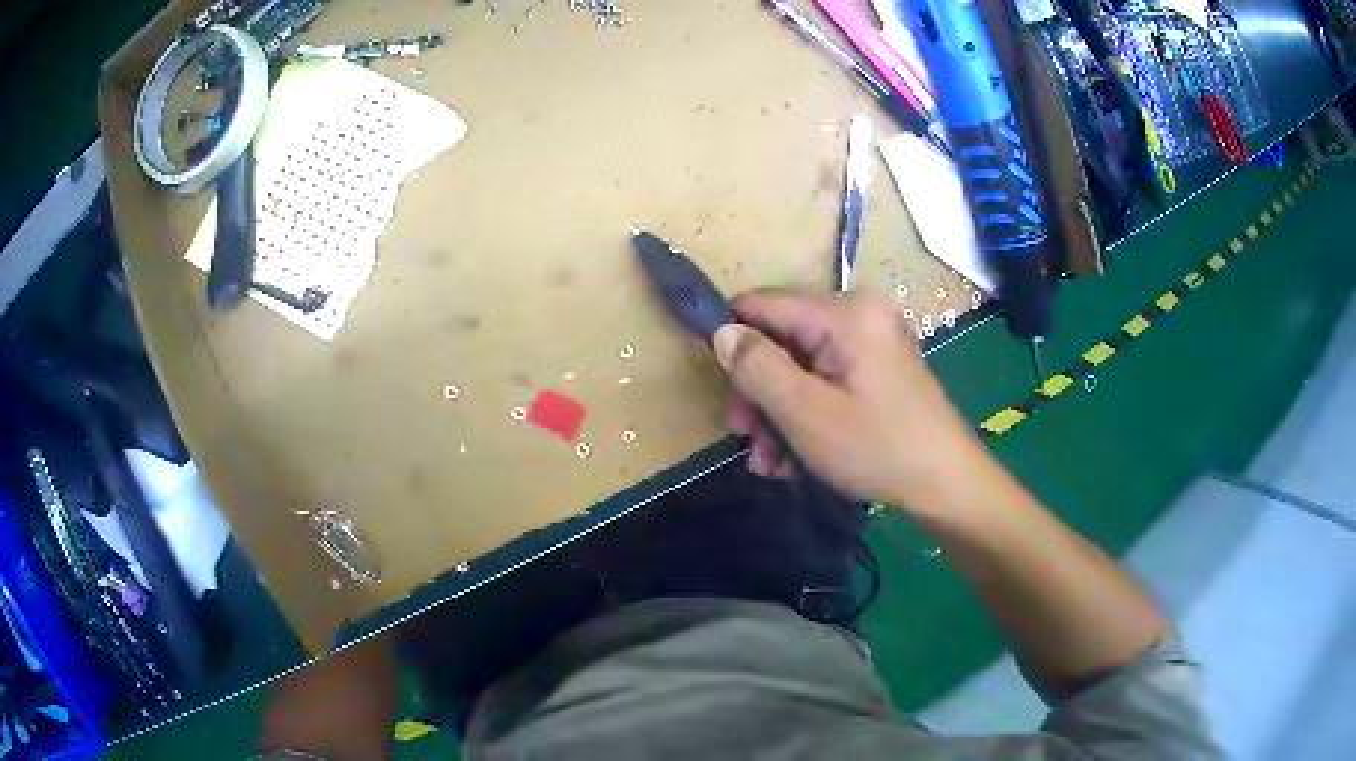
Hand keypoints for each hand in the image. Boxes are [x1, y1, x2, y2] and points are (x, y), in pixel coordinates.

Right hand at [713, 289, 985, 511]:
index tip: (717, 386)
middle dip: (758, 391)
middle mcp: (859, 316)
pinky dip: (804, 415)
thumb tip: (721, 331)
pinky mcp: (876, 371)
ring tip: (769, 462)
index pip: (763, 304)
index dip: (731, 339)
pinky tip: (793, 458)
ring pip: (800, 367)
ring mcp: (871, 344)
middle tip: (745, 438)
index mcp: (846, 314)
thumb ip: (757, 368)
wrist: (947, 487)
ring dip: (776, 413)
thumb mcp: (806, 413)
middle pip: (782, 339)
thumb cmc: (878, 449)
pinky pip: (825, 381)